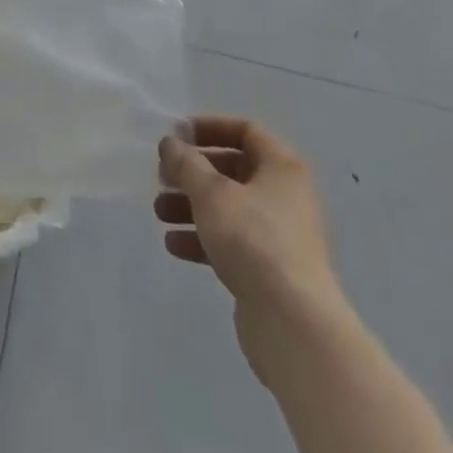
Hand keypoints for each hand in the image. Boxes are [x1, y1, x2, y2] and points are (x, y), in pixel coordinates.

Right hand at [156, 116, 344, 384]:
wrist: (293, 324)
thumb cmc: (254, 240)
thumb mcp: (212, 193)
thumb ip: (187, 163)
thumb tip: (171, 142)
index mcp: (281, 166)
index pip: (246, 131)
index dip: (210, 128)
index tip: (178, 135)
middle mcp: (284, 195)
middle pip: (234, 170)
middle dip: (194, 172)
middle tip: (163, 177)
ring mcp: (278, 235)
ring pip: (228, 207)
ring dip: (192, 206)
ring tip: (160, 212)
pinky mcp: (268, 270)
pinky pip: (231, 242)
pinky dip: (203, 238)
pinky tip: (174, 245)